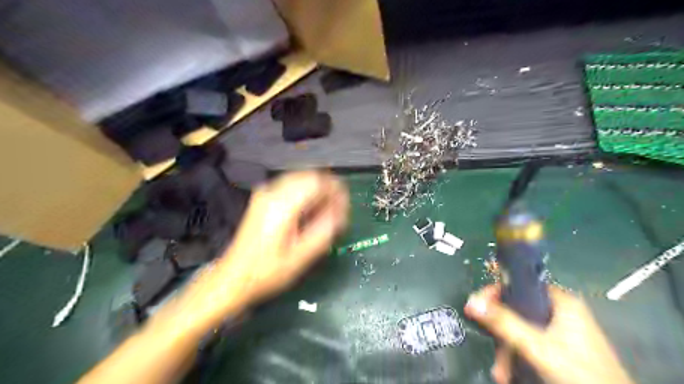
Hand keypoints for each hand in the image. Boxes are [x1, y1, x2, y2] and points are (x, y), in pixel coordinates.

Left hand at [218, 171, 349, 305]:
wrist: (234, 277)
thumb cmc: (268, 271)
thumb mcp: (301, 256)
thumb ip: (324, 231)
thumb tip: (340, 213)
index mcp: (282, 205)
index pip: (317, 181)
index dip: (336, 189)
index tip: (345, 205)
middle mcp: (272, 192)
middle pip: (309, 176)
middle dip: (328, 189)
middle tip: (337, 211)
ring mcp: (265, 193)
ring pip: (301, 179)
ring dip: (317, 191)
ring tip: (326, 213)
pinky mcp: (263, 199)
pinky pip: (291, 186)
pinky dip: (306, 194)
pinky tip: (309, 212)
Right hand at [466, 284, 635, 383]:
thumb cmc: (579, 373)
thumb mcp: (536, 345)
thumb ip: (504, 322)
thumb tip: (472, 301)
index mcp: (561, 302)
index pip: (520, 283)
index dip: (496, 291)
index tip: (477, 304)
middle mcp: (561, 312)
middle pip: (518, 310)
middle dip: (501, 331)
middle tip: (489, 343)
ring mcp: (563, 332)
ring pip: (523, 330)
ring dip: (508, 349)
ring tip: (501, 372)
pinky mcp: (563, 349)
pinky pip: (532, 344)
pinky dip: (520, 356)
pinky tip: (511, 373)